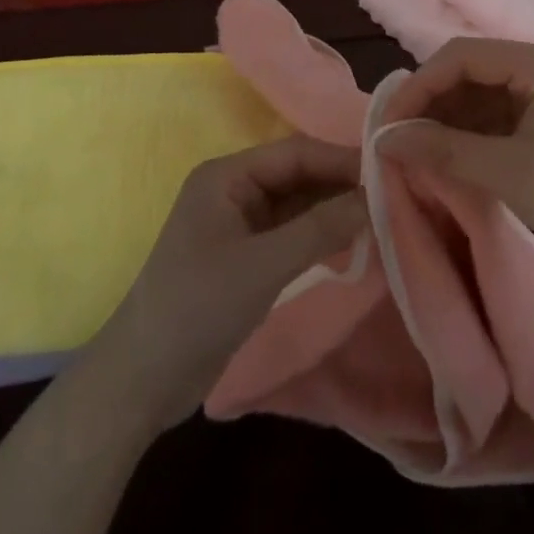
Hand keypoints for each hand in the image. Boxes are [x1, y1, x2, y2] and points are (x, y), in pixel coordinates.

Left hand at [94, 135, 365, 422]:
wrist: (143, 379)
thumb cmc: (198, 307)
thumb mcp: (264, 264)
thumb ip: (320, 228)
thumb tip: (372, 198)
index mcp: (227, 176)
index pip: (295, 153)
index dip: (340, 159)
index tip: (387, 171)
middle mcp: (233, 190)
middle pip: (298, 176)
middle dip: (340, 185)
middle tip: (390, 197)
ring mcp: (239, 224)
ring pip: (298, 205)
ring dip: (333, 211)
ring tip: (380, 218)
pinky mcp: (246, 256)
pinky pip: (292, 233)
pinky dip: (320, 236)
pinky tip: (352, 243)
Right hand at [375, 39, 533, 283]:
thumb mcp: (506, 172)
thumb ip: (441, 149)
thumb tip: (382, 139)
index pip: (463, 55)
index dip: (420, 86)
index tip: (389, 125)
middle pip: (471, 69)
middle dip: (432, 102)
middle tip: (397, 140)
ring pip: (481, 92)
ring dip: (447, 118)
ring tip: (416, 150)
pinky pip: (497, 112)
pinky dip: (469, 131)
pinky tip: (447, 154)